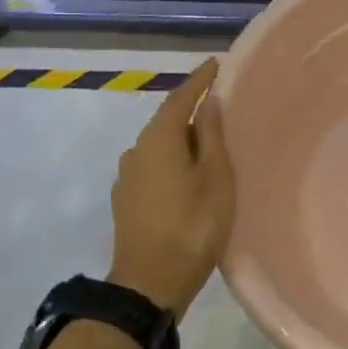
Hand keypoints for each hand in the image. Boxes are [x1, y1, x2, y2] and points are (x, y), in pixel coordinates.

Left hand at [107, 59, 233, 317]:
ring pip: (160, 145)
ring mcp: (128, 177)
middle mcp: (137, 151)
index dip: (199, 80)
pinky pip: (154, 165)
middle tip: (220, 103)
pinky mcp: (127, 201)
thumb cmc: (192, 226)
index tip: (217, 63)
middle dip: (191, 109)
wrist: (149, 284)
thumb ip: (211, 136)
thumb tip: (208, 104)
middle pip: (167, 120)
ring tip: (209, 140)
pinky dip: (173, 159)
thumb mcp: (215, 177)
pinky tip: (188, 171)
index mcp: (159, 139)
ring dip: (182, 137)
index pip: (180, 98)